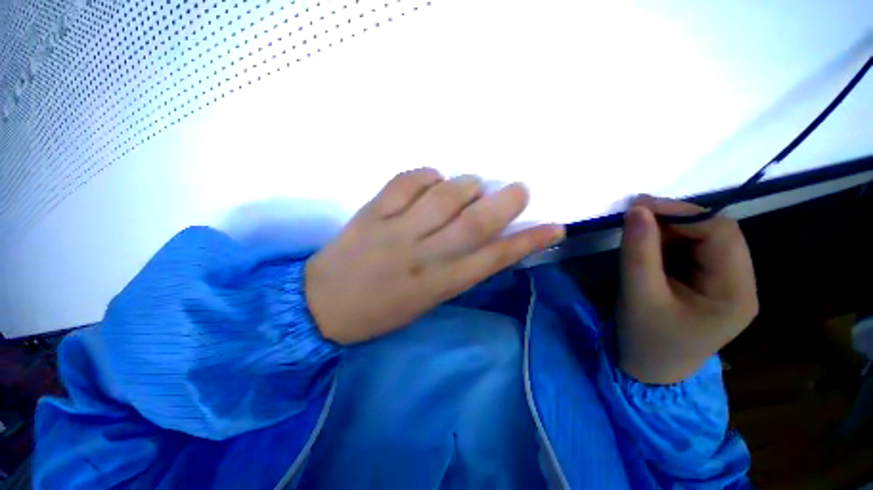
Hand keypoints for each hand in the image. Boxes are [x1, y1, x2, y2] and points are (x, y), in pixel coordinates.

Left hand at [305, 168, 564, 344]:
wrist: (322, 305)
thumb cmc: (380, 311)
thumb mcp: (426, 300)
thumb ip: (454, 270)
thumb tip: (479, 238)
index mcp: (438, 285)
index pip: (493, 259)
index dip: (527, 242)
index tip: (554, 227)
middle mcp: (422, 255)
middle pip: (473, 223)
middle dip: (504, 203)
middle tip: (519, 190)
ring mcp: (395, 231)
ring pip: (443, 197)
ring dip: (466, 185)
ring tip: (472, 186)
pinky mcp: (371, 213)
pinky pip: (406, 182)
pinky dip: (427, 175)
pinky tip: (432, 179)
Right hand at [616, 197, 758, 383]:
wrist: (647, 370)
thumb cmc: (645, 339)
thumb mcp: (638, 296)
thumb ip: (638, 251)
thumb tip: (636, 209)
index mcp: (735, 292)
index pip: (721, 234)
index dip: (682, 213)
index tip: (639, 207)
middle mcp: (738, 283)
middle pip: (714, 234)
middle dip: (673, 221)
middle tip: (632, 217)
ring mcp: (723, 283)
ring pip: (700, 239)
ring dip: (667, 231)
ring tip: (635, 234)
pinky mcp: (705, 283)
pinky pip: (688, 251)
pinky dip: (664, 242)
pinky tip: (644, 248)